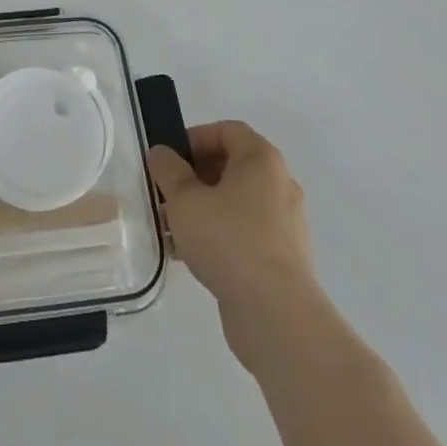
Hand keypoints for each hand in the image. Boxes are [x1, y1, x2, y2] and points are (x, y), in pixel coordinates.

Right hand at [148, 121, 320, 365]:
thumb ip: (168, 170)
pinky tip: (191, 256)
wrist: (276, 314)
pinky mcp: (284, 257)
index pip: (227, 131)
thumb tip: (161, 153)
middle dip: (195, 177)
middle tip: (167, 194)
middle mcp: (279, 183)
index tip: (170, 161)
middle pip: (231, 166)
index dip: (195, 138)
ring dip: (203, 209)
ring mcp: (285, 222)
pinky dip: (220, 235)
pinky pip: (246, 232)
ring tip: (172, 230)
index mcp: (261, 159)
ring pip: (236, 203)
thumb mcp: (185, 199)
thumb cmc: (228, 240)